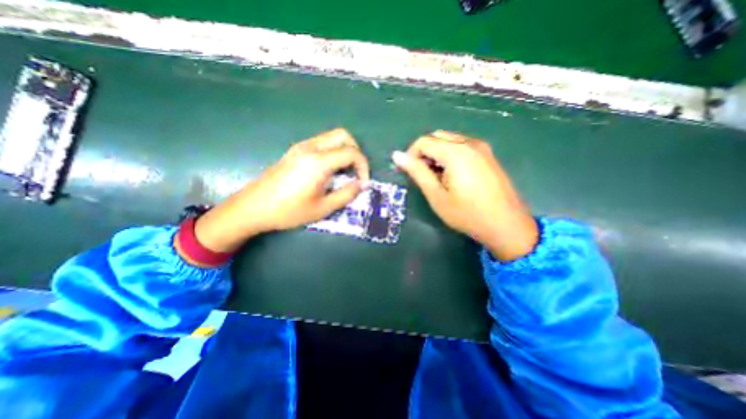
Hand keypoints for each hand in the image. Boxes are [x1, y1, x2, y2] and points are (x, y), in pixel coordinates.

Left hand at [191, 127, 365, 251]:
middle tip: (356, 171)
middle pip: (343, 135)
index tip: (363, 182)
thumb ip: (346, 194)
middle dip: (356, 151)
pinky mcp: (295, 151)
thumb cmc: (289, 211)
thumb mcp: (323, 208)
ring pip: (331, 137)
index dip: (363, 166)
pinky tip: (329, 170)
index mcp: (319, 162)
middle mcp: (311, 147)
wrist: (253, 207)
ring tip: (344, 172)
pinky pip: (321, 143)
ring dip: (344, 150)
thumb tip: (360, 185)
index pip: (351, 153)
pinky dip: (332, 152)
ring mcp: (301, 147)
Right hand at [392, 131, 539, 261]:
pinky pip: (462, 146)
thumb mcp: (436, 195)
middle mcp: (470, 143)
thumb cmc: (467, 214)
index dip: (411, 154)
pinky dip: (450, 155)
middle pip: (437, 137)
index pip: (424, 141)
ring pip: (450, 140)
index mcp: (456, 152)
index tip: (410, 172)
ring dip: (437, 154)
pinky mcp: (488, 155)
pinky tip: (453, 175)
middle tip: (423, 175)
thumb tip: (397, 156)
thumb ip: (417, 172)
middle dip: (424, 152)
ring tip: (437, 177)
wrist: (506, 225)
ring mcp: (482, 148)